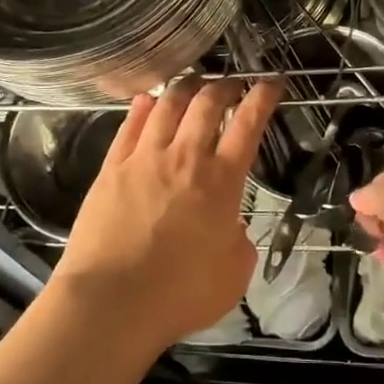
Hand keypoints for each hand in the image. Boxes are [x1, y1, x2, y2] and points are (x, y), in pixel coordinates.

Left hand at [52, 76, 281, 349]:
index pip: (248, 124)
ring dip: (185, 87)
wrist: (112, 302)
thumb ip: (239, 242)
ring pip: (167, 106)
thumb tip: (231, 225)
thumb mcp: (233, 274)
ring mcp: (144, 159)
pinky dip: (142, 107)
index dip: (263, 97)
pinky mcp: (111, 169)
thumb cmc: (180, 295)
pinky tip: (147, 99)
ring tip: (194, 81)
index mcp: (221, 181)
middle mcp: (184, 158)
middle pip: (207, 104)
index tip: (272, 83)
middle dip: (225, 85)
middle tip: (233, 82)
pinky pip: (129, 126)